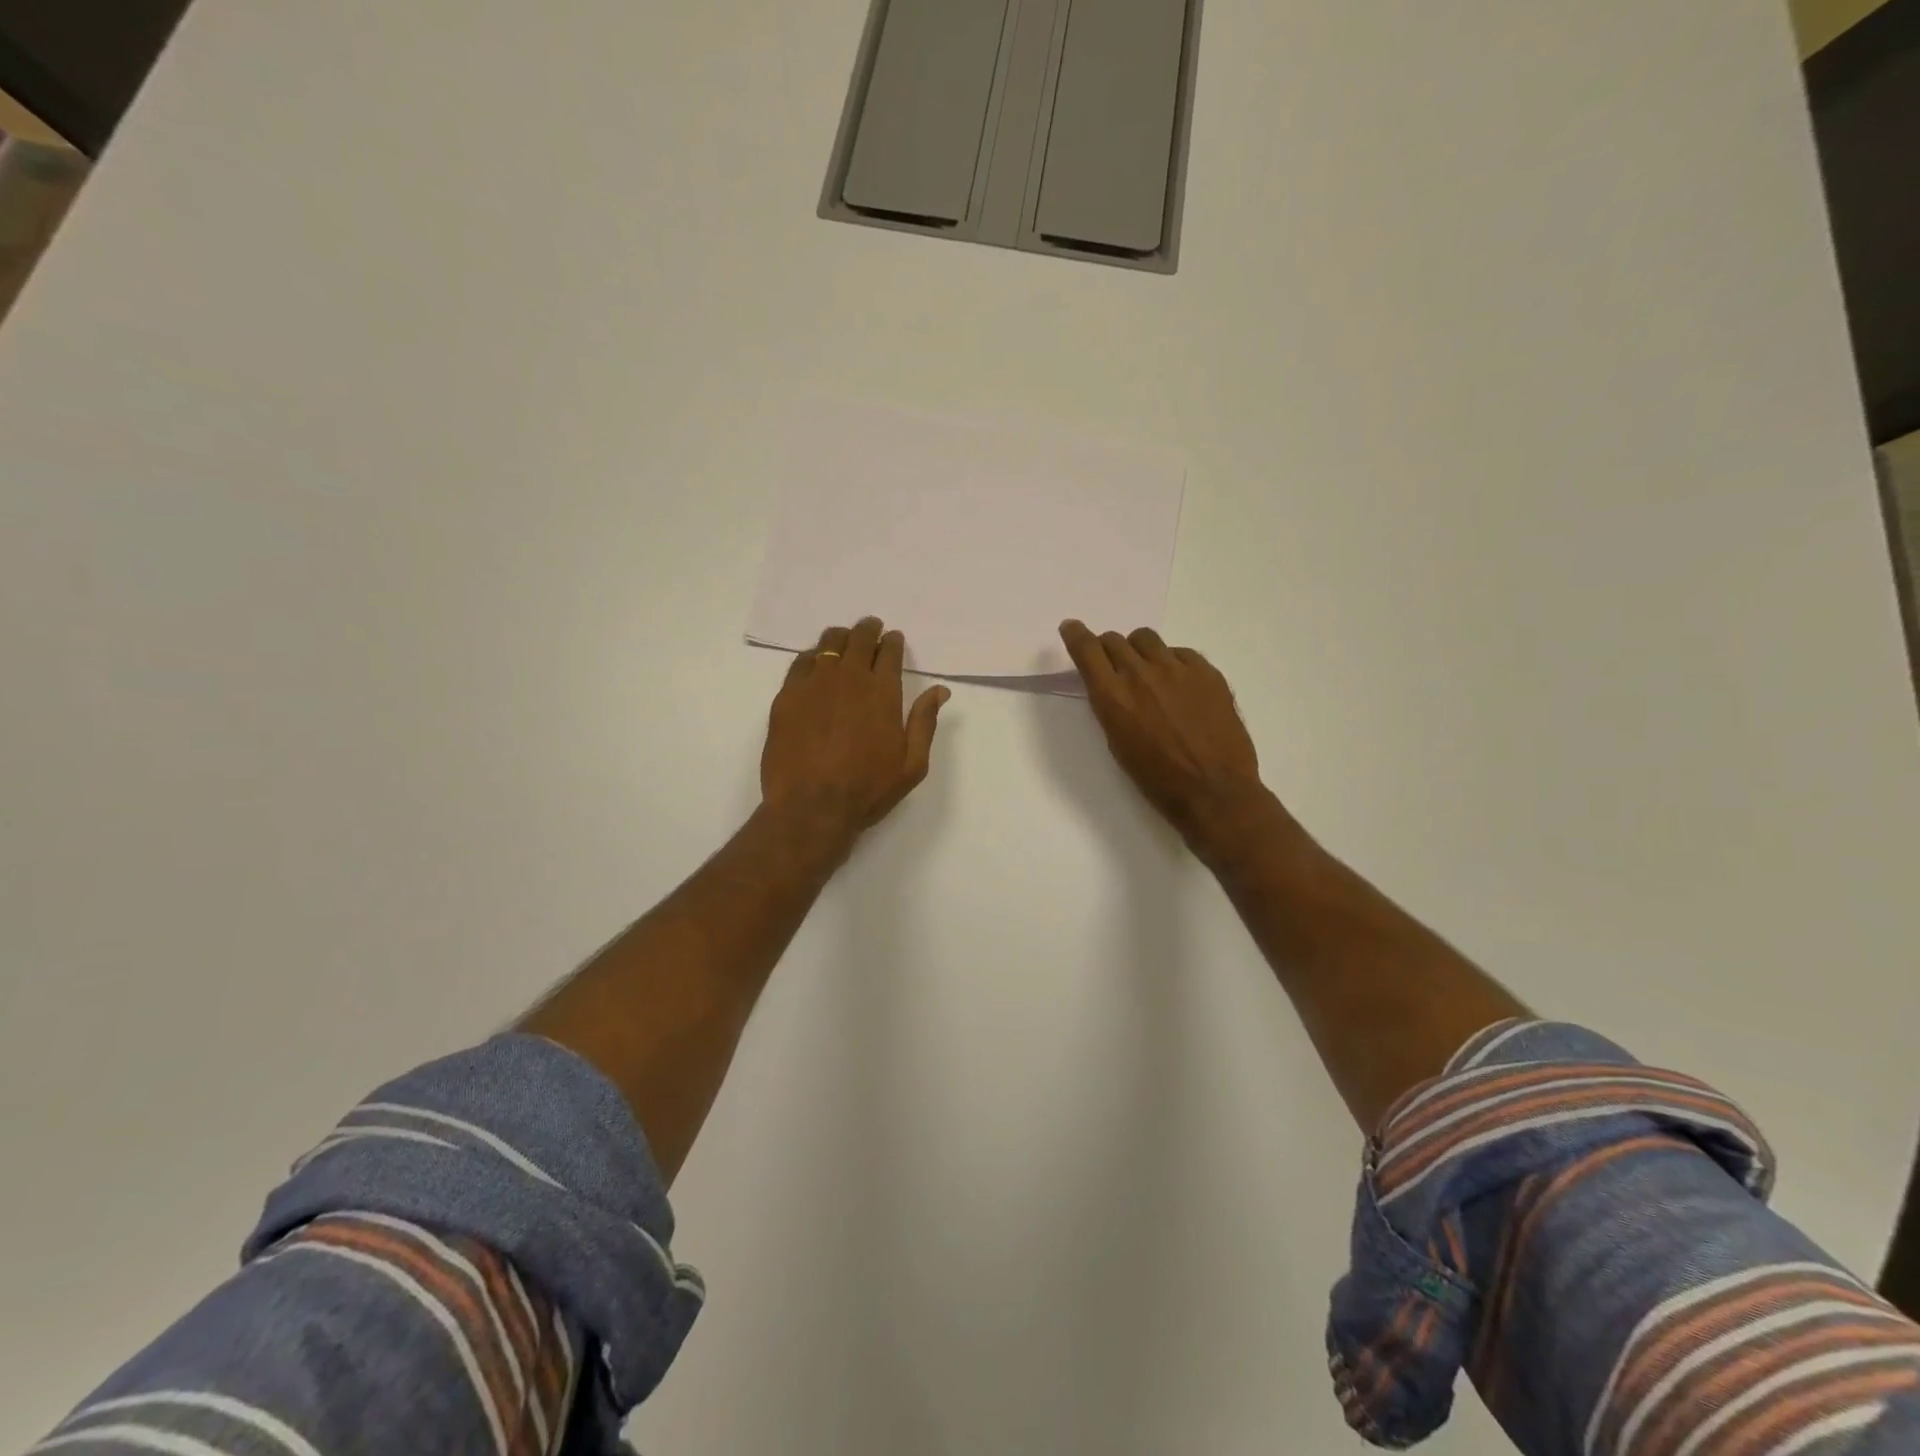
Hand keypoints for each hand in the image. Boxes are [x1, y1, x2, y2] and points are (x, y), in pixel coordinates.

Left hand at [761, 617, 948, 850]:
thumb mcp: (912, 764)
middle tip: (871, 629)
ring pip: (828, 644)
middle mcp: (849, 679)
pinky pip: (800, 663)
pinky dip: (812, 656)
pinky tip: (815, 663)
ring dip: (841, 638)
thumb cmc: (867, 790)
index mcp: (883, 693)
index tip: (893, 640)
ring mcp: (814, 684)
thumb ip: (925, 722)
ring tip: (844, 640)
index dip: (893, 642)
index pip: (889, 652)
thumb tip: (939, 690)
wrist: (810, 808)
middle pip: (859, 639)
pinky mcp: (786, 696)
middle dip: (868, 630)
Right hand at [1059, 620, 1272, 857]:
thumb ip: (1111, 707)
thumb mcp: (1118, 744)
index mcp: (1112, 697)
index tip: (1071, 628)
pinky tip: (1179, 685)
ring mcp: (1177, 669)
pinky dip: (1172, 662)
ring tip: (1148, 671)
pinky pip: (1181, 652)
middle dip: (1108, 649)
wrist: (1214, 791)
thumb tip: (1112, 686)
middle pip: (1115, 640)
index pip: (1086, 649)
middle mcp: (1140, 674)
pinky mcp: (1207, 672)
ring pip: (1146, 639)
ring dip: (1139, 650)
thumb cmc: (1157, 779)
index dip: (1075, 634)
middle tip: (1114, 665)